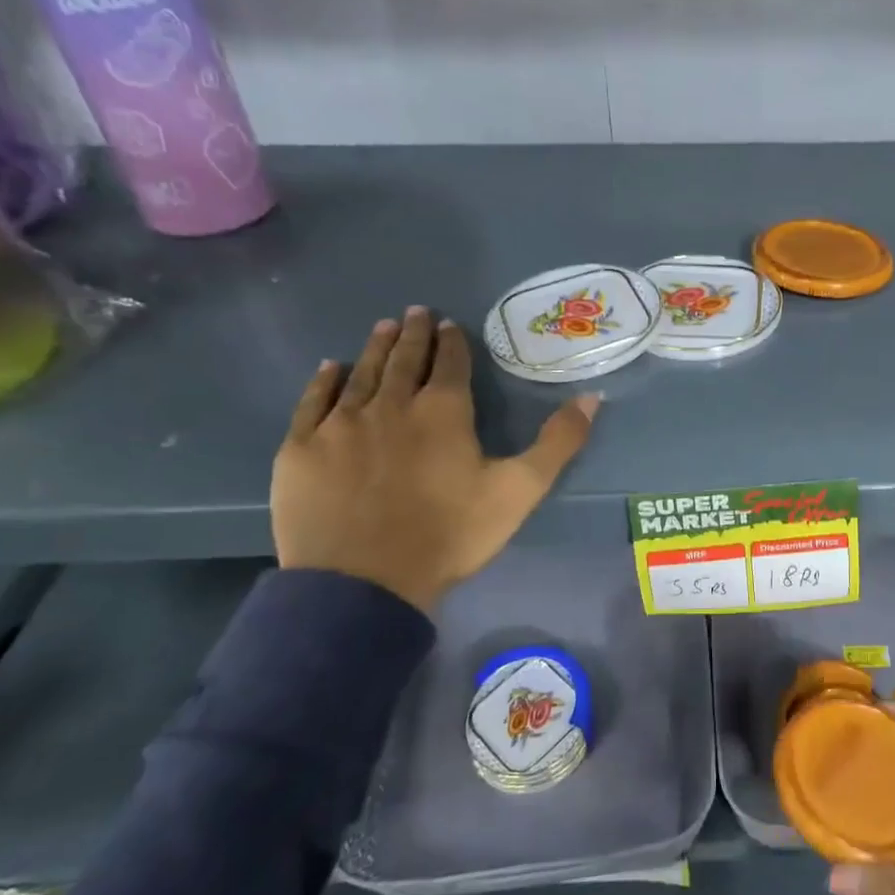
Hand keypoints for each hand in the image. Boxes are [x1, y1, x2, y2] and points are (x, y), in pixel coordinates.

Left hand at [271, 306, 598, 611]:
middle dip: (414, 333)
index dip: (452, 342)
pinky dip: (324, 381)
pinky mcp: (301, 448)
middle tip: (416, 311)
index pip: (449, 364)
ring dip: (376, 347)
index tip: (450, 324)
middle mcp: (391, 404)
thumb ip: (557, 442)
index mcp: (443, 411)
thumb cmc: (449, 535)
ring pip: (362, 373)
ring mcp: (341, 424)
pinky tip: (330, 368)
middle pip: (404, 359)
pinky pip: (313, 402)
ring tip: (384, 327)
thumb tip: (592, 396)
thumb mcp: (520, 490)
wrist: (363, 584)